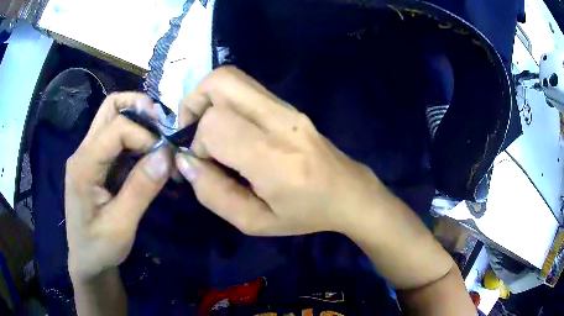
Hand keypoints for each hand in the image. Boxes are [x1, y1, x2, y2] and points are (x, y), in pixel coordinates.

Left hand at [65, 92, 171, 281]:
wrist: (86, 260)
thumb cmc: (99, 247)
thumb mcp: (122, 225)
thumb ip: (141, 189)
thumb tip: (167, 155)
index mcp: (84, 166)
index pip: (117, 128)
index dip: (145, 135)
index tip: (165, 158)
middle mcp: (83, 151)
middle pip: (111, 107)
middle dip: (140, 108)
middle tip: (162, 126)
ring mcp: (87, 155)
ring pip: (112, 117)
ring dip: (139, 120)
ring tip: (159, 139)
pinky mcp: (95, 162)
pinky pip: (115, 137)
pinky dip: (135, 137)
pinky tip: (147, 154)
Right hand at [176, 67, 389, 235]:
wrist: (347, 192)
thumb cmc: (304, 213)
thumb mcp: (254, 222)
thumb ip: (214, 194)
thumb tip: (185, 162)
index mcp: (273, 157)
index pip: (215, 124)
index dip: (197, 143)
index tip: (204, 165)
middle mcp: (279, 121)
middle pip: (220, 82)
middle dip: (194, 103)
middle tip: (193, 132)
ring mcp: (287, 107)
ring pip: (232, 78)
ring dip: (207, 99)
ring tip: (207, 130)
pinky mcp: (289, 105)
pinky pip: (246, 87)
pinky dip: (224, 100)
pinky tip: (230, 129)